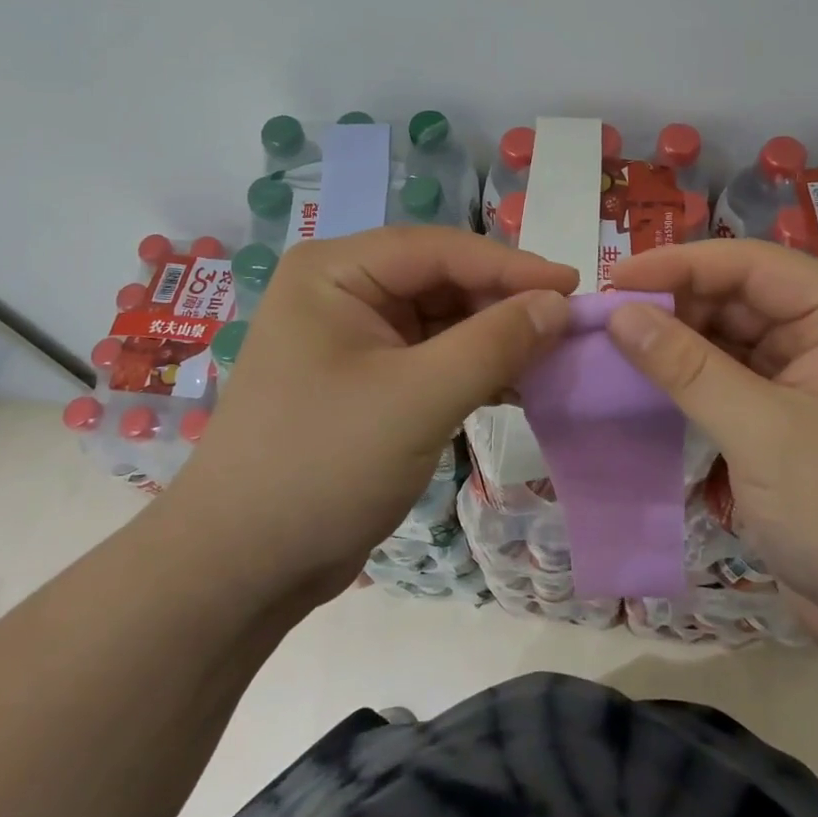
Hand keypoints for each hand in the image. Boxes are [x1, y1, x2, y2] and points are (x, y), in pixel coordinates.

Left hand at [165, 228, 575, 604]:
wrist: (242, 567)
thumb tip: (560, 304)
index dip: (511, 265)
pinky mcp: (367, 379)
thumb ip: (494, 344)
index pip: (439, 249)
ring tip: (554, 356)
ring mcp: (354, 336)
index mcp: (336, 271)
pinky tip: (518, 384)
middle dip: (503, 304)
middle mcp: (342, 290)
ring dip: (494, 338)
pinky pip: (433, 356)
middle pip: (442, 279)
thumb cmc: (322, 465)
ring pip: (442, 319)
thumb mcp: (418, 399)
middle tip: (569, 328)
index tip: (575, 287)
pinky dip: (474, 368)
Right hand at [606, 241, 817, 665]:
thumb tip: (618, 314)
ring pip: (729, 338)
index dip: (680, 265)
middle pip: (738, 297)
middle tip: (604, 318)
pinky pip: (730, 380)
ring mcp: (808, 380)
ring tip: (612, 345)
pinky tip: (644, 381)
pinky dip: (689, 380)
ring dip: (676, 342)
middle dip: (674, 304)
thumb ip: (687, 368)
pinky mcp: (788, 422)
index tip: (614, 280)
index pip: (751, 265)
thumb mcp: (763, 434)